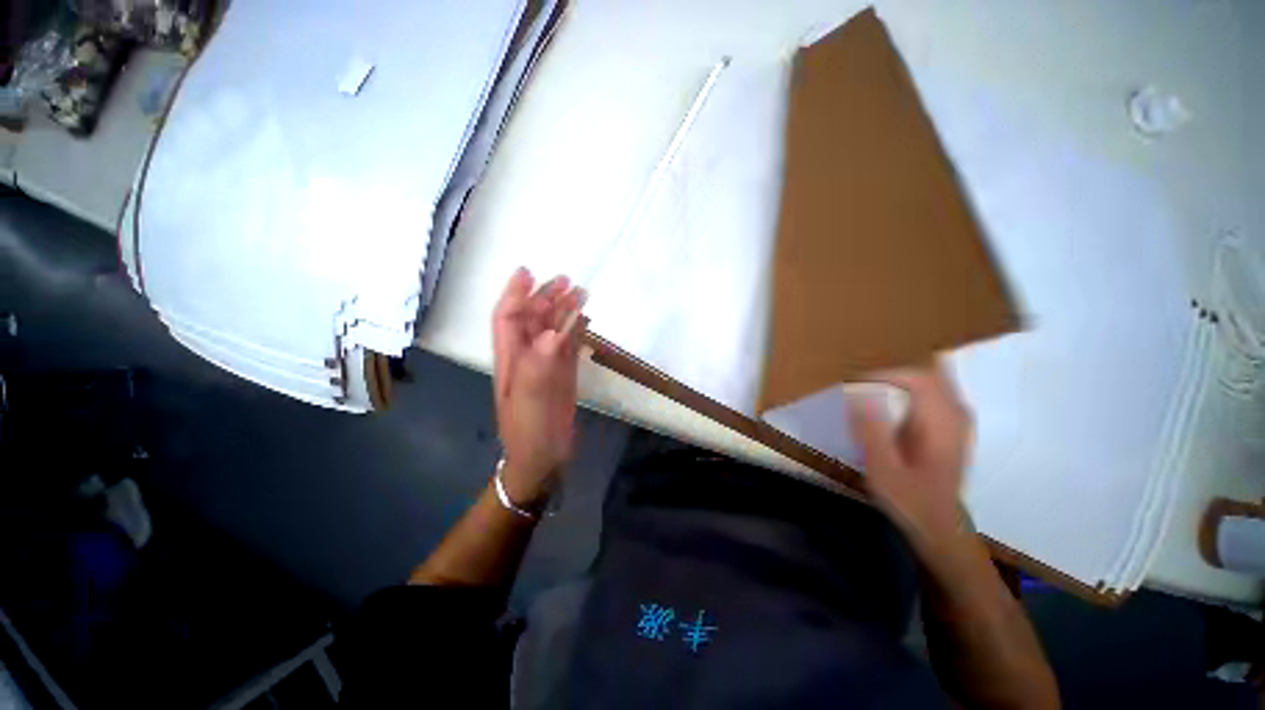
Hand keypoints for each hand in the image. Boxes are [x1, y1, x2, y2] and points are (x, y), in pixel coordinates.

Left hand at [492, 268, 585, 505]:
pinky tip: (586, 319)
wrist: (544, 460)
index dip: (515, 294)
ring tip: (581, 293)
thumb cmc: (530, 433)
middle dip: (546, 297)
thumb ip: (539, 366)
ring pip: (553, 329)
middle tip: (568, 281)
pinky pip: (569, 345)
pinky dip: (576, 329)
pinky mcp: (564, 374)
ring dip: (564, 310)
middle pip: (534, 319)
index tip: (528, 272)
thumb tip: (554, 332)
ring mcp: (547, 364)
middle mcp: (527, 357)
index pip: (508, 319)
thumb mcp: (531, 401)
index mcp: (511, 360)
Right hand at [849, 362, 971, 548]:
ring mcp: (956, 417)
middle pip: (929, 369)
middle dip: (895, 363)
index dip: (885, 371)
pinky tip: (887, 393)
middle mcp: (955, 413)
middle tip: (861, 368)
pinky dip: (909, 383)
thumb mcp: (883, 470)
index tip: (855, 379)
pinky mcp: (950, 423)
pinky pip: (932, 388)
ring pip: (933, 375)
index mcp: (942, 424)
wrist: (939, 525)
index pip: (918, 376)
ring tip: (869, 376)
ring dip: (902, 371)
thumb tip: (857, 393)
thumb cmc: (910, 499)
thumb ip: (872, 430)